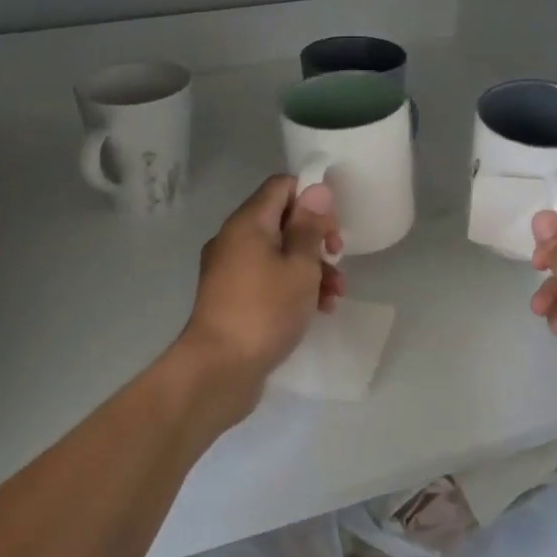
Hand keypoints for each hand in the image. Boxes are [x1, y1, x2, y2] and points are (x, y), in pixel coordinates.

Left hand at [176, 175, 345, 426]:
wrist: (219, 370)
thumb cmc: (265, 311)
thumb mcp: (299, 267)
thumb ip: (309, 227)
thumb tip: (315, 189)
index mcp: (248, 223)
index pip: (281, 187)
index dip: (311, 198)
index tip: (332, 225)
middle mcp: (234, 239)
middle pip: (281, 220)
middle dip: (315, 237)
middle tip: (337, 256)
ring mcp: (230, 270)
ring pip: (278, 253)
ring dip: (310, 267)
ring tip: (336, 294)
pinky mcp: (232, 298)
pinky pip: (267, 278)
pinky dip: (292, 286)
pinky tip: (318, 309)